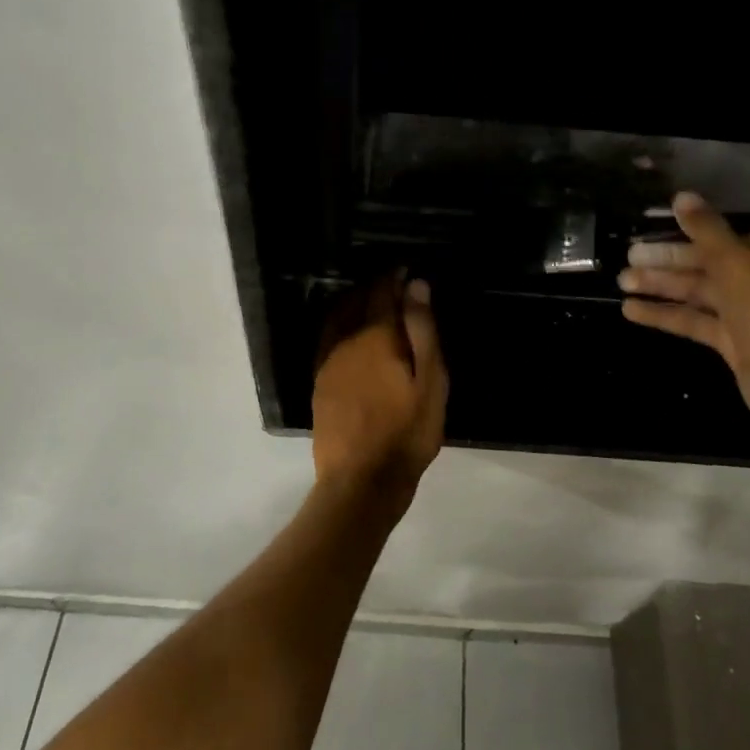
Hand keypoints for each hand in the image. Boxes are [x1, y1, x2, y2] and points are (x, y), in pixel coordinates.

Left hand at [311, 274, 447, 499]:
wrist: (361, 481)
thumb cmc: (406, 432)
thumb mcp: (430, 382)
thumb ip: (423, 331)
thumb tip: (416, 285)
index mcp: (377, 336)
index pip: (382, 291)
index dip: (394, 276)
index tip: (405, 269)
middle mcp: (346, 340)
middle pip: (357, 299)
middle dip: (374, 286)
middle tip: (392, 282)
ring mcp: (328, 361)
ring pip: (337, 316)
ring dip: (354, 302)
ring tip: (371, 300)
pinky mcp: (319, 381)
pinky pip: (327, 338)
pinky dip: (339, 324)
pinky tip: (349, 332)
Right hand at [618, 193, 749, 418]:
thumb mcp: (736, 262)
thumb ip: (706, 229)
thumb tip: (681, 196)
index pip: (724, 237)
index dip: (689, 233)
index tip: (655, 231)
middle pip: (706, 264)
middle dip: (666, 262)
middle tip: (630, 257)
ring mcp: (745, 313)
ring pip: (696, 293)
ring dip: (660, 287)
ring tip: (622, 282)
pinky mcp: (730, 341)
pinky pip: (693, 321)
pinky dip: (664, 314)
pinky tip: (631, 310)